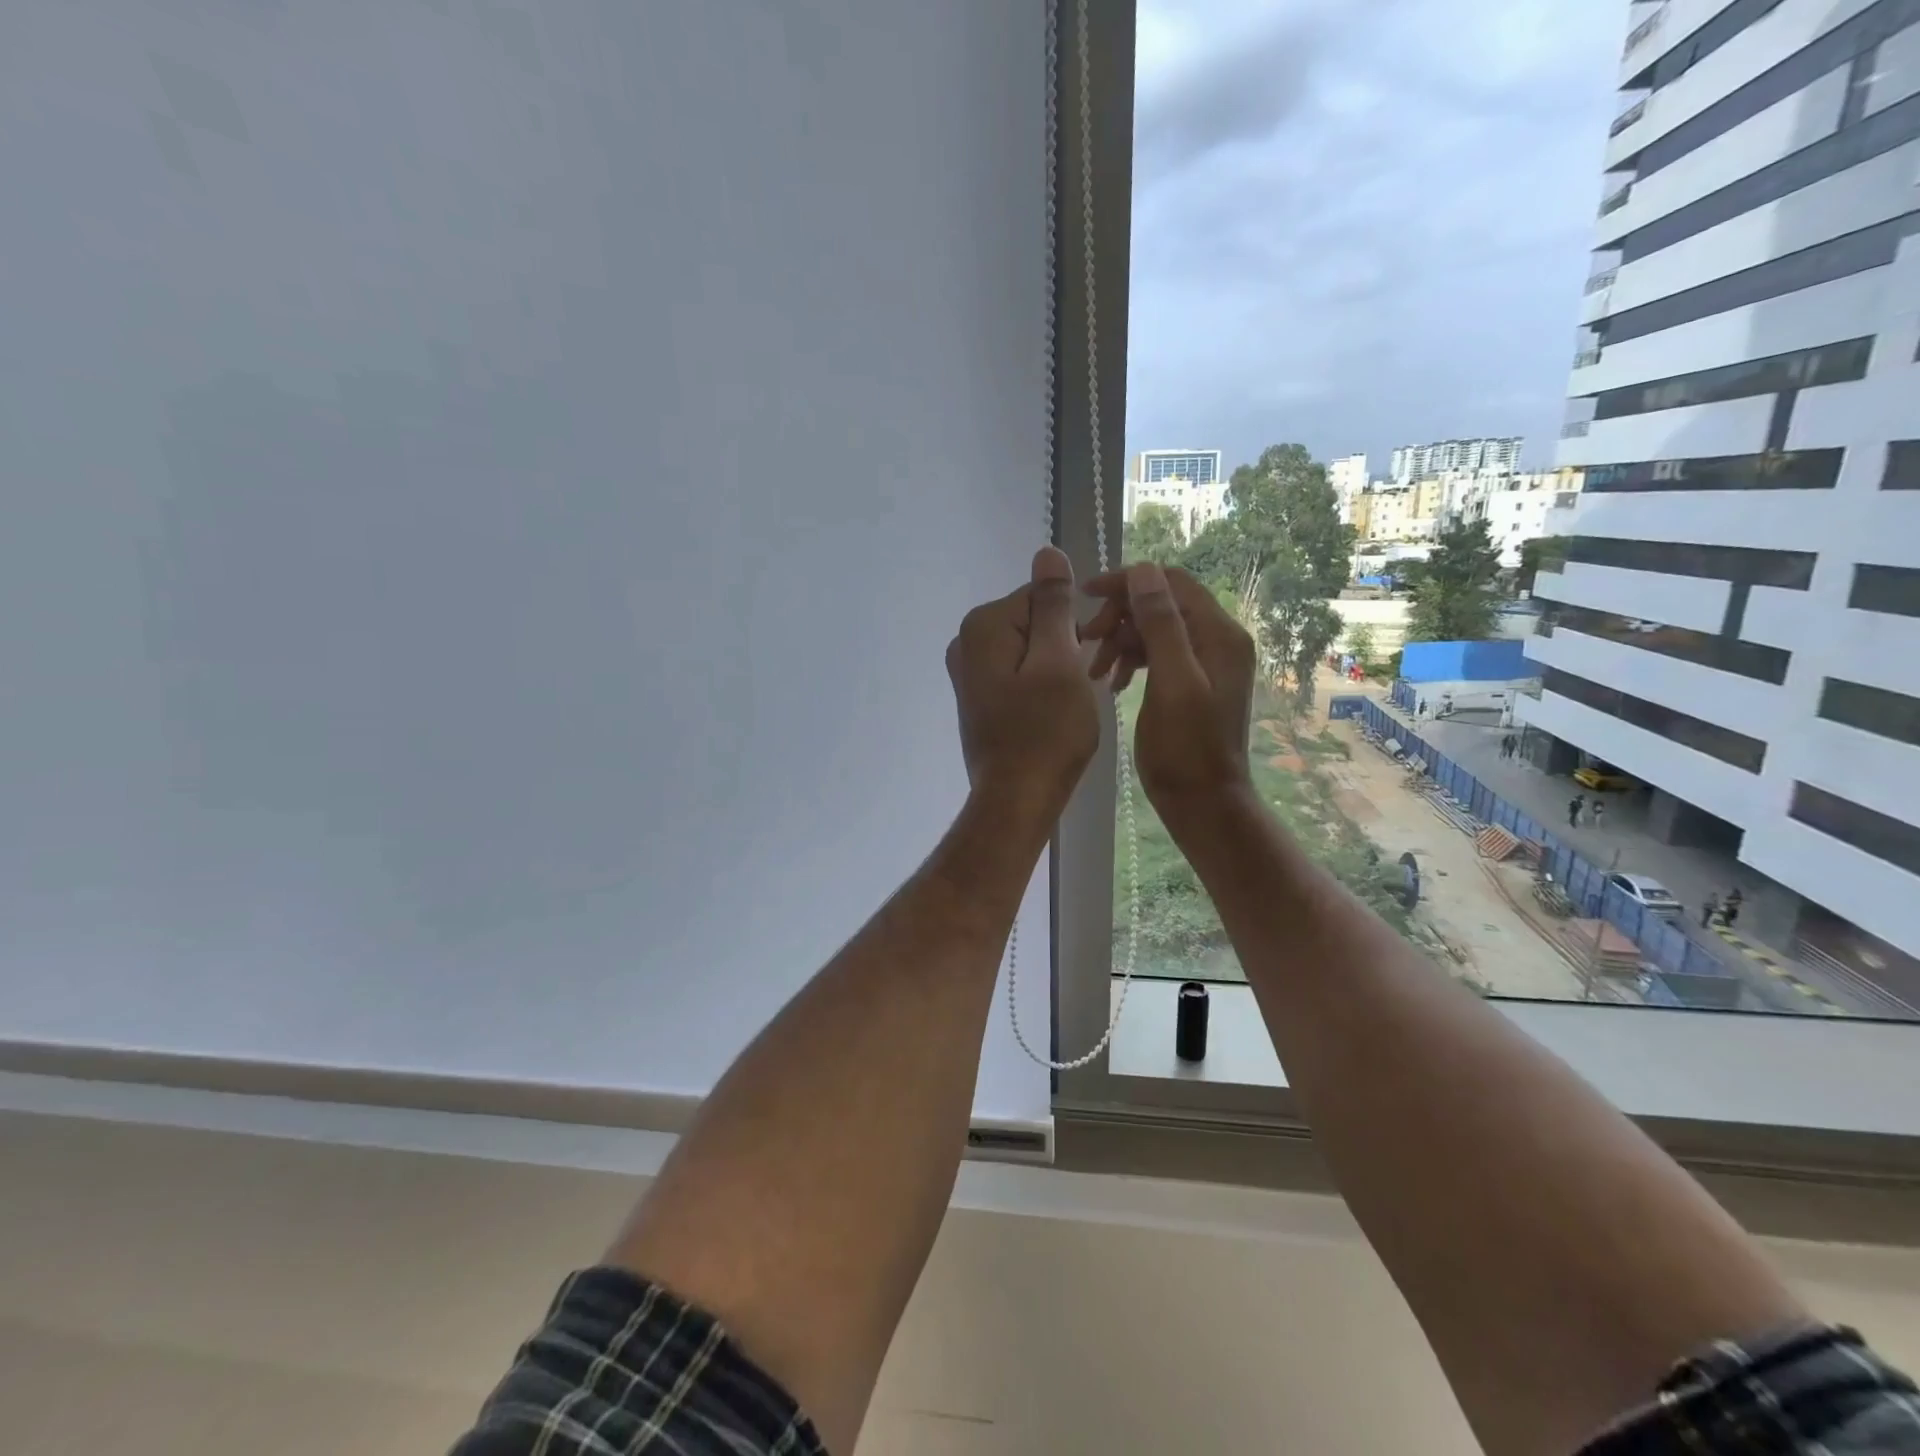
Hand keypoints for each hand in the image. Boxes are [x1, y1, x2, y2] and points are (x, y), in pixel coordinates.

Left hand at [946, 547, 1100, 816]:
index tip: (1092, 654)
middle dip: (1064, 645)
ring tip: (1070, 703)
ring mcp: (968, 672)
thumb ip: (1053, 605)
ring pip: (1029, 649)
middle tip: (1083, 683)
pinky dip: (1040, 684)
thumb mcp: (1059, 661)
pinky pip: (1018, 673)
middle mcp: (966, 642)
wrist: (1016, 799)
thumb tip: (1047, 550)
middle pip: (1034, 621)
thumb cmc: (1045, 732)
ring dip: (1056, 667)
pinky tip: (1054, 712)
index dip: (1076, 623)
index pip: (1044, 596)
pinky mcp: (978, 697)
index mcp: (984, 625)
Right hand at [1081, 562, 1255, 817]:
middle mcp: (1216, 640)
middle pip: (1159, 604)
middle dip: (1119, 617)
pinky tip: (1111, 683)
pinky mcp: (1189, 682)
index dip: (1128, 582)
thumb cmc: (1186, 749)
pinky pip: (1155, 655)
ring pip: (1152, 629)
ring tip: (1094, 671)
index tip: (1085, 595)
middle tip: (1086, 641)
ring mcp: (1204, 662)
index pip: (1171, 583)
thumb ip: (1161, 625)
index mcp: (1219, 634)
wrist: (1202, 803)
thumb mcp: (1172, 683)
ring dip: (1119, 641)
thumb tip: (1144, 570)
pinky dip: (1129, 661)